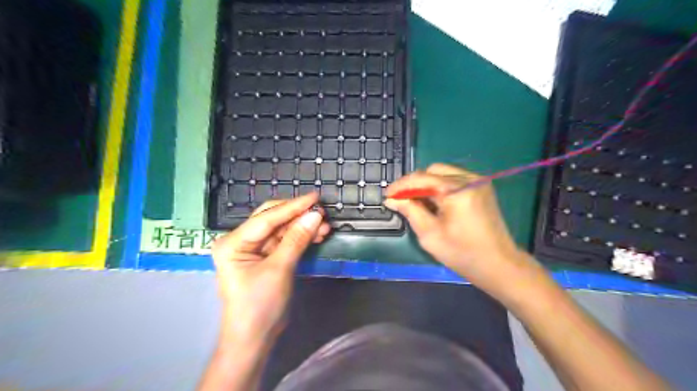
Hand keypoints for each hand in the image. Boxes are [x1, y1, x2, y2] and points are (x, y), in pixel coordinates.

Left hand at [211, 193, 329, 345]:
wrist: (254, 338)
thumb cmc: (260, 305)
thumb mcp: (279, 269)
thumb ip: (296, 239)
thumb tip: (316, 215)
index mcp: (233, 242)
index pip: (267, 218)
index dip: (293, 207)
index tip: (315, 197)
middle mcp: (241, 241)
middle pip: (273, 219)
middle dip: (298, 216)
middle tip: (322, 212)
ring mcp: (254, 249)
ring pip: (282, 230)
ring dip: (303, 227)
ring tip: (325, 227)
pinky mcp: (266, 257)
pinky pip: (285, 241)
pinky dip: (301, 238)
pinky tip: (317, 235)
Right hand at [384, 163, 535, 297]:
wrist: (499, 265)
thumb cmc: (462, 253)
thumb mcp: (430, 234)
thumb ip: (410, 210)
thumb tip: (391, 199)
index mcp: (457, 190)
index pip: (421, 178)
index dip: (401, 186)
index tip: (387, 195)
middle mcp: (469, 179)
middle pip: (432, 171)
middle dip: (415, 184)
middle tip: (402, 200)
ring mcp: (478, 182)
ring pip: (443, 173)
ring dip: (427, 185)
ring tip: (417, 202)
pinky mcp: (482, 188)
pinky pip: (454, 180)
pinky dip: (440, 188)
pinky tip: (434, 203)